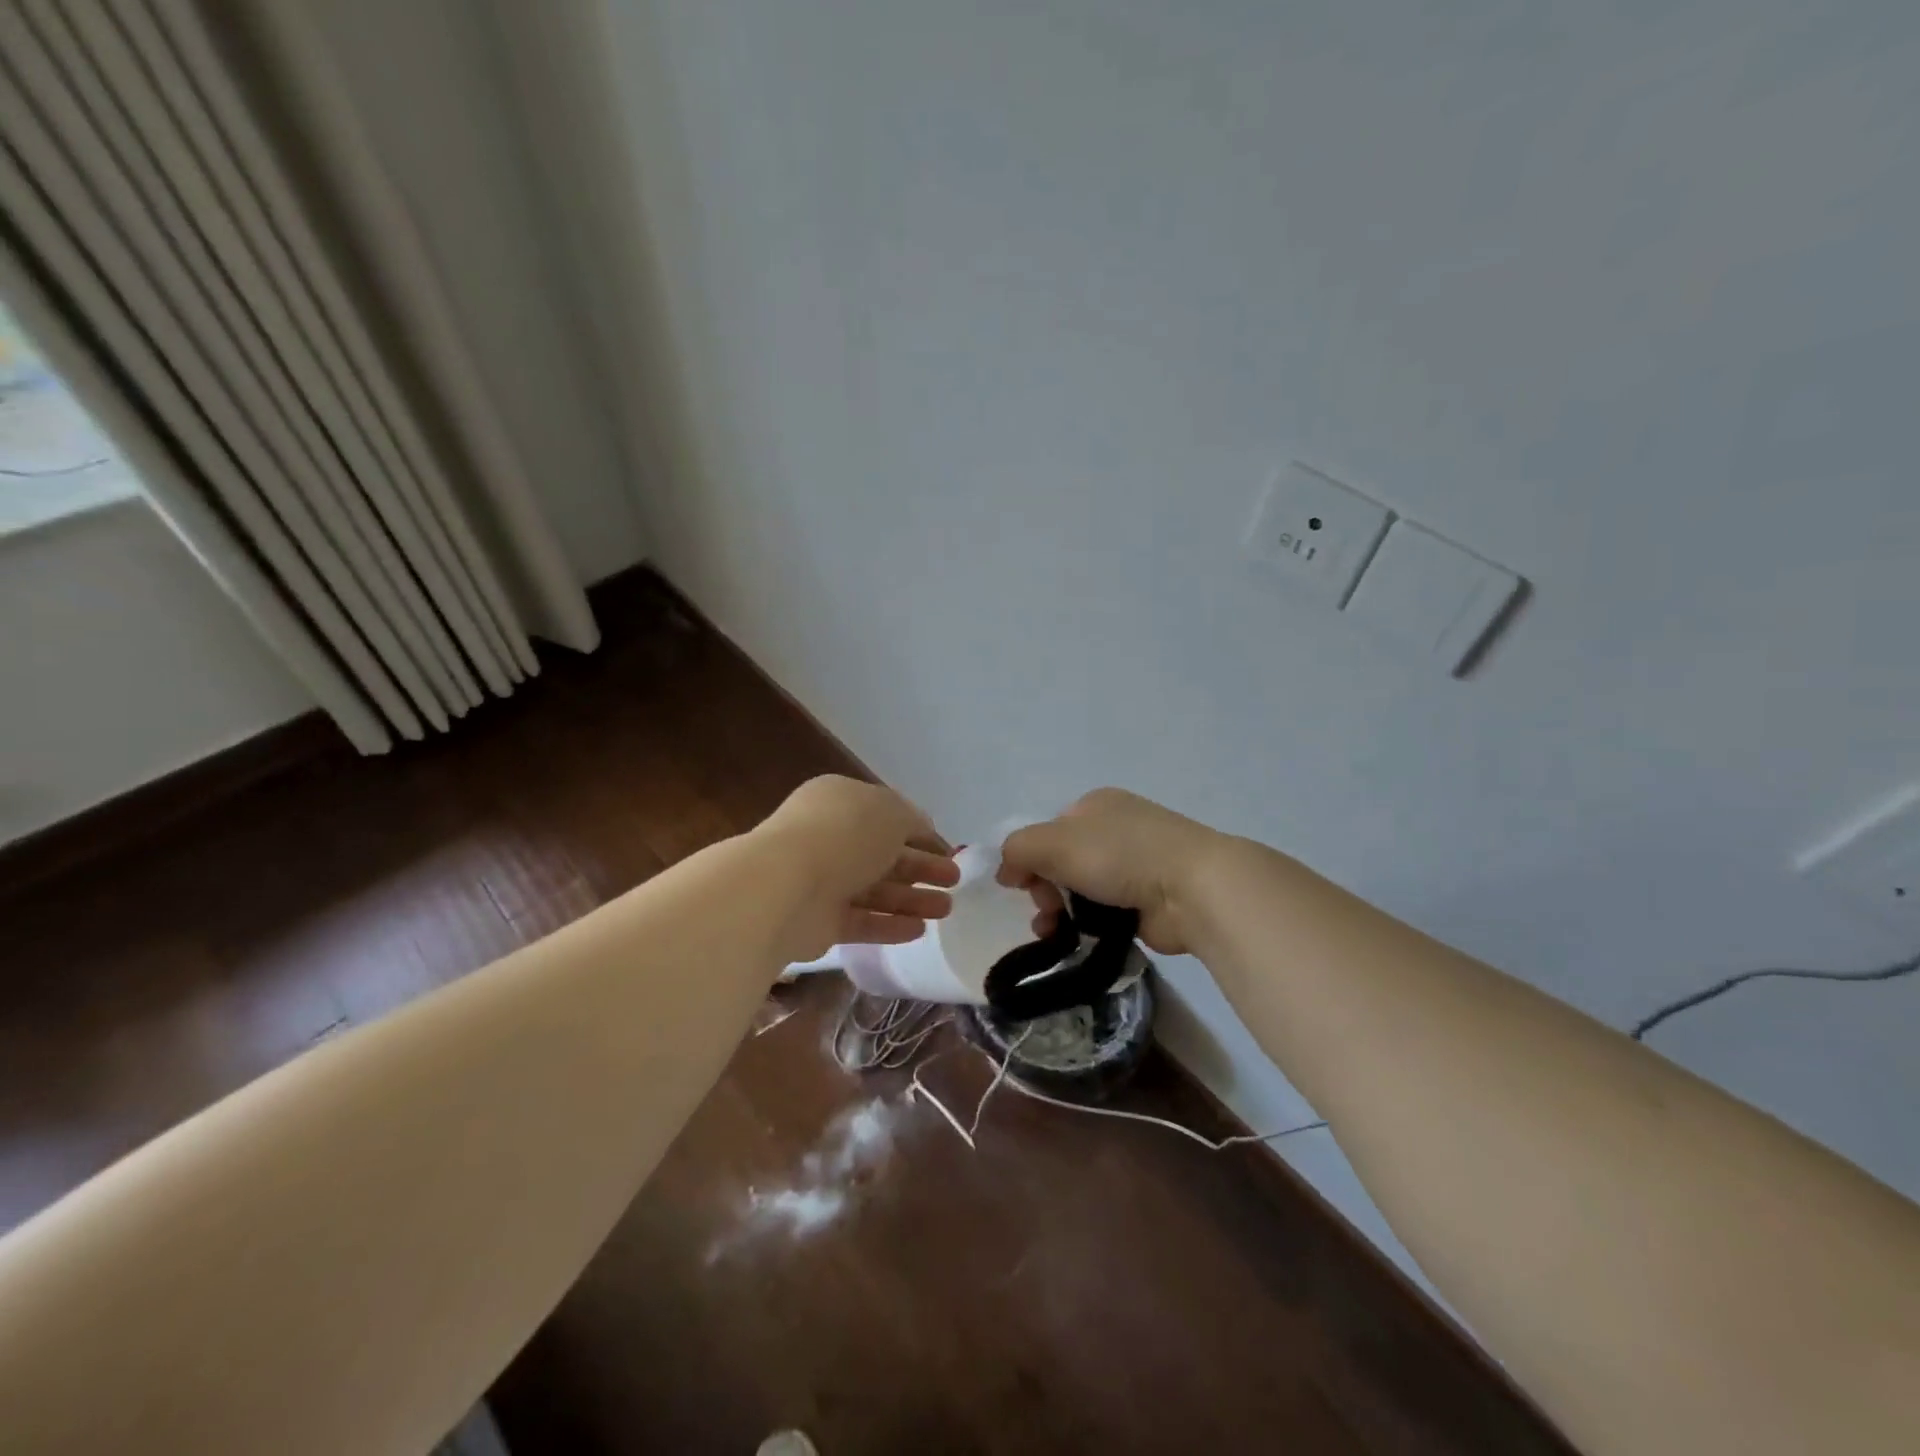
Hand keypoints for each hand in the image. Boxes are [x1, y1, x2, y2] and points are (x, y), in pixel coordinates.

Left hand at [760, 776, 958, 955]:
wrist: (786, 886)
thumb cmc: (844, 835)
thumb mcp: (891, 814)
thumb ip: (912, 821)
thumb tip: (923, 831)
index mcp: (840, 802)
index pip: (886, 816)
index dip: (920, 832)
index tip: (948, 850)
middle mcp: (829, 838)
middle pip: (883, 854)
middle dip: (921, 867)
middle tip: (954, 880)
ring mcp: (821, 880)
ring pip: (875, 889)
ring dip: (912, 898)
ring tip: (947, 909)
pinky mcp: (818, 920)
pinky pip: (861, 920)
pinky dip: (890, 924)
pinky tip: (920, 930)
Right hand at [997, 788, 1222, 954]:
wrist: (1191, 888)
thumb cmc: (1119, 854)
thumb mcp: (1052, 842)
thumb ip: (1017, 850)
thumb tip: (1006, 871)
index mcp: (1096, 804)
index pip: (1049, 831)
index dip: (1029, 858)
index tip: (1020, 886)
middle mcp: (1116, 829)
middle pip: (1062, 862)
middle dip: (1044, 888)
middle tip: (1045, 908)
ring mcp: (1135, 865)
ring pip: (1081, 890)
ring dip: (1060, 911)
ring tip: (1053, 932)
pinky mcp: (1148, 900)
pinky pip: (1105, 913)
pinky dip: (1088, 925)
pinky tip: (1077, 938)